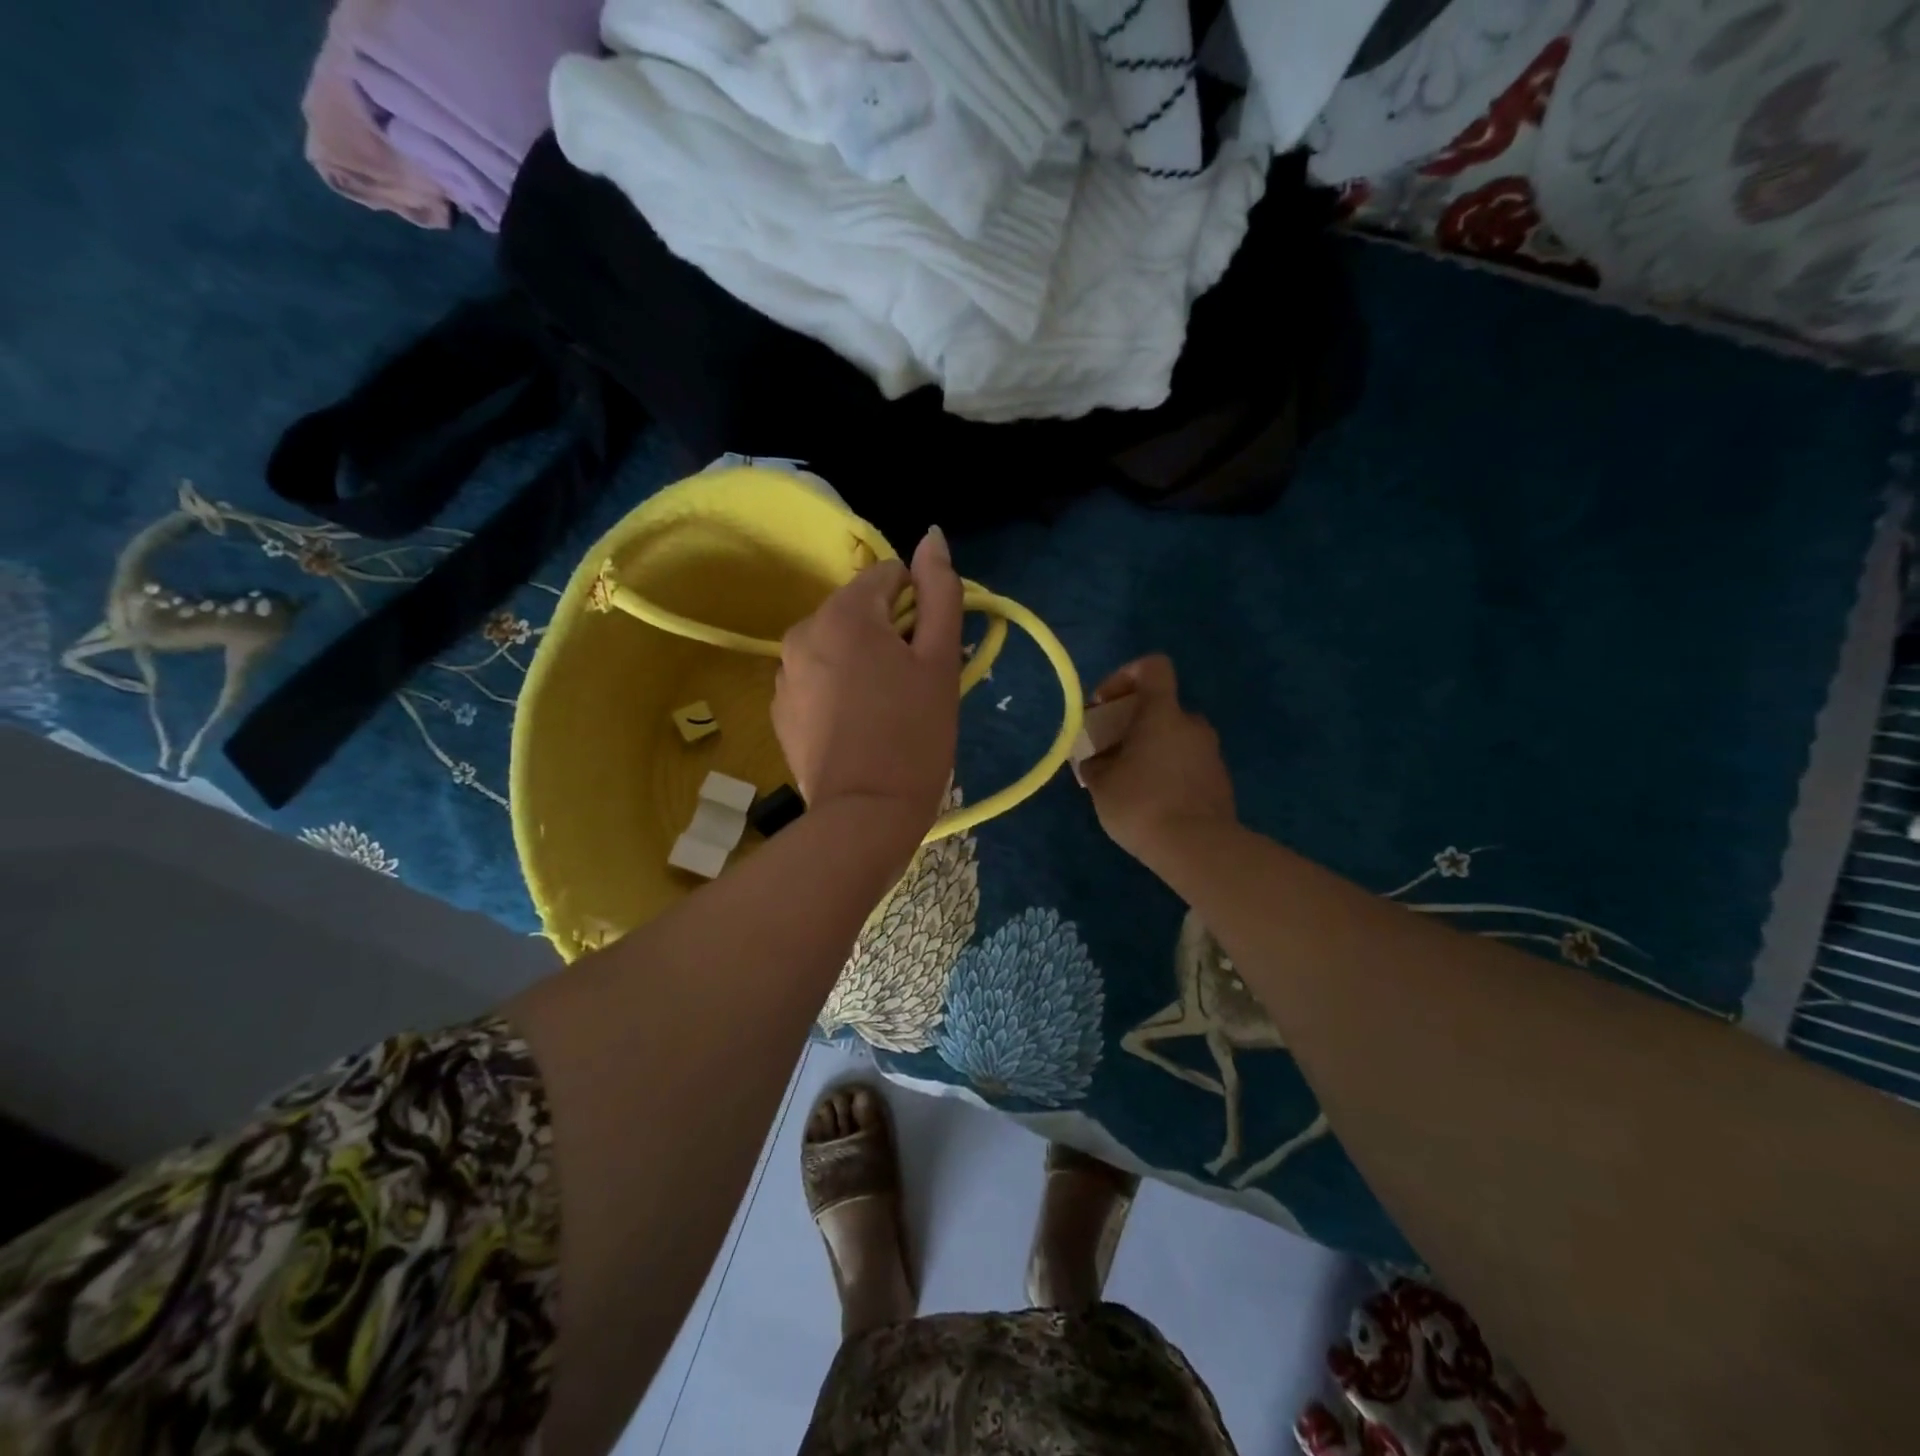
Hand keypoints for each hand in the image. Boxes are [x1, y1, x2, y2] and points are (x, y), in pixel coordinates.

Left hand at [773, 528, 961, 858]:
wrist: (864, 815)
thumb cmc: (914, 735)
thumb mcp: (940, 661)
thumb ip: (941, 592)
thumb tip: (932, 536)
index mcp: (844, 613)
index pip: (890, 576)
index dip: (919, 608)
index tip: (928, 654)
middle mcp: (802, 631)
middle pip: (860, 610)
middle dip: (890, 635)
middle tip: (912, 686)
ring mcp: (784, 672)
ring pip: (837, 644)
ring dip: (864, 661)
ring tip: (885, 711)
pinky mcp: (779, 708)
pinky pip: (817, 677)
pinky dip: (839, 688)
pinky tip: (857, 727)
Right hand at [1076, 654, 1236, 865]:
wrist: (1197, 848)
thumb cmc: (1141, 804)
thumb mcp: (1101, 784)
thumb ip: (1096, 763)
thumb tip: (1097, 760)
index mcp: (1163, 713)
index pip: (1153, 667)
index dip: (1126, 675)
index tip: (1105, 704)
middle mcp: (1192, 724)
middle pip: (1162, 708)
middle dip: (1134, 724)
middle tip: (1111, 752)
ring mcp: (1211, 753)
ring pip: (1175, 738)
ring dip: (1152, 750)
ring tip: (1129, 782)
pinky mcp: (1220, 781)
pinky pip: (1188, 764)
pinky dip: (1169, 772)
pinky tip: (1152, 802)